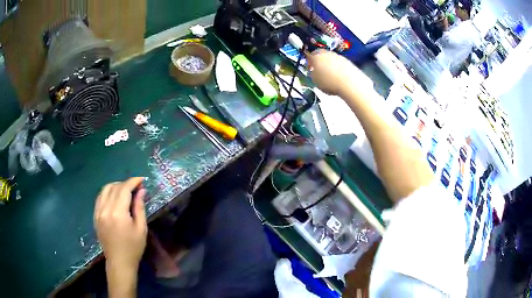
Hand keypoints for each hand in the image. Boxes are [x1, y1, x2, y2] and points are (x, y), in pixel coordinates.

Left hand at [94, 177, 146, 270]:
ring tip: (125, 191)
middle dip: (125, 184)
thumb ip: (139, 207)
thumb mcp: (141, 228)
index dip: (132, 182)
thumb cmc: (133, 247)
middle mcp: (106, 209)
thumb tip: (141, 190)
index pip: (124, 189)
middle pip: (114, 187)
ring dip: (115, 186)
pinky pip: (99, 198)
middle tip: (135, 188)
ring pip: (105, 190)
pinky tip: (114, 197)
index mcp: (118, 213)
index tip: (141, 179)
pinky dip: (107, 193)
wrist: (119, 262)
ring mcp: (98, 212)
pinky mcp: (95, 216)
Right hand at [306, 50, 370, 96]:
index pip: (309, 56)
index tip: (310, 68)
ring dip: (329, 65)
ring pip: (330, 58)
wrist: (350, 83)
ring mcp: (338, 56)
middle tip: (319, 70)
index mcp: (316, 56)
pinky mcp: (347, 61)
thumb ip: (312, 75)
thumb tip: (313, 73)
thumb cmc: (331, 82)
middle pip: (321, 55)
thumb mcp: (315, 81)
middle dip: (319, 62)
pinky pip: (339, 63)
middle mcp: (327, 53)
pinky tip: (338, 77)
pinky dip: (337, 68)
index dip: (309, 62)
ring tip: (329, 76)